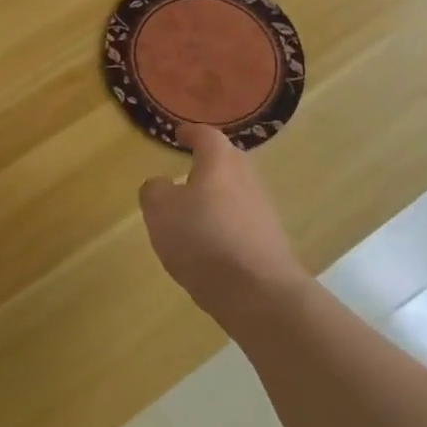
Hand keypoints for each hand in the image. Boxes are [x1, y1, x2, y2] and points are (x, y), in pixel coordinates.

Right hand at [139, 125, 300, 316]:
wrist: (258, 292)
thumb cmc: (203, 239)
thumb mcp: (160, 210)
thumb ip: (155, 190)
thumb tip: (162, 186)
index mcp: (220, 162)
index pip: (206, 136)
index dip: (191, 133)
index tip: (179, 134)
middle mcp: (247, 178)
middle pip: (228, 161)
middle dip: (209, 163)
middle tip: (187, 170)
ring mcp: (264, 210)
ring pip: (236, 192)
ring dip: (217, 196)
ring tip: (194, 211)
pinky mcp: (270, 241)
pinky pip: (242, 221)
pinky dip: (226, 224)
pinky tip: (210, 244)